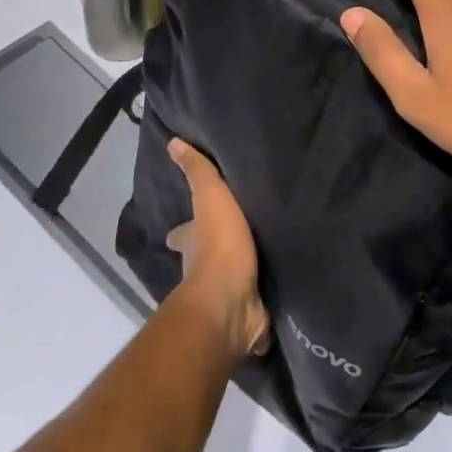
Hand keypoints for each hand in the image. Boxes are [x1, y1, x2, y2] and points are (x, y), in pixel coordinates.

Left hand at [165, 138, 269, 361]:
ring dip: (241, 268)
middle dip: (212, 249)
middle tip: (233, 236)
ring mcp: (225, 292)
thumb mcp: (210, 199)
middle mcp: (202, 269)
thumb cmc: (218, 246)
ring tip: (264, 253)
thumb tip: (172, 142)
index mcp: (191, 243)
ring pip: (231, 276)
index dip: (182, 230)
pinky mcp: (248, 309)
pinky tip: (280, 281)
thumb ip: (197, 172)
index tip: (183, 226)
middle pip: (204, 256)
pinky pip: (256, 296)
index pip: (181, 233)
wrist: (232, 301)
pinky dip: (263, 291)